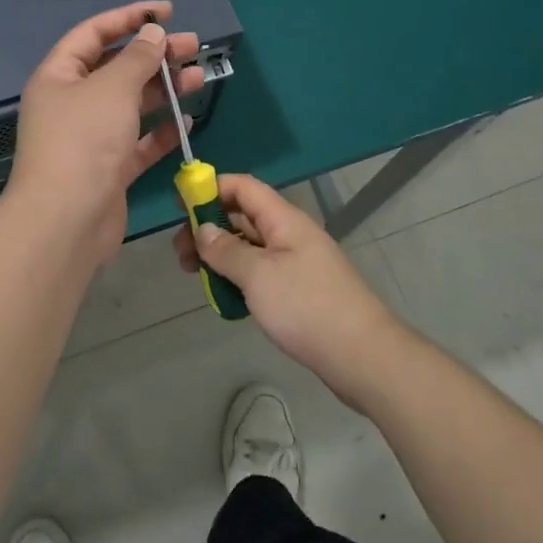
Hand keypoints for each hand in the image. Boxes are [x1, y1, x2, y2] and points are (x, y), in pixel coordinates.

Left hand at [7, 1, 202, 271]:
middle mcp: (72, 103)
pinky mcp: (109, 170)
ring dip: (165, 90)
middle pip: (117, 68)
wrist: (66, 222)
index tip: (167, 12)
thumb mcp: (112, 88)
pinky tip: (188, 123)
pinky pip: (139, 143)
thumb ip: (137, 58)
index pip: (94, 33)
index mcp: (59, 76)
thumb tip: (153, 33)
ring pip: (132, 105)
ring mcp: (91, 138)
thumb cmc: (84, 142)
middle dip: (155, 55)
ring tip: (199, 78)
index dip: (129, 17)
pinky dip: (162, 132)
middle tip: (193, 46)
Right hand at [173, 174, 407, 409]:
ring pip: (249, 247)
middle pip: (242, 216)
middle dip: (208, 228)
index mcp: (283, 219)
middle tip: (180, 254)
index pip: (243, 187)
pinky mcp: (299, 290)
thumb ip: (225, 250)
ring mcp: (296, 262)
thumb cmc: (307, 306)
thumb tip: (202, 229)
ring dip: (220, 256)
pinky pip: (261, 272)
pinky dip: (239, 278)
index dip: (211, 187)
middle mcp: (290, 233)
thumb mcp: (258, 275)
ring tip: (195, 277)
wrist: (363, 356)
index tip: (179, 205)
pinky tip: (224, 298)